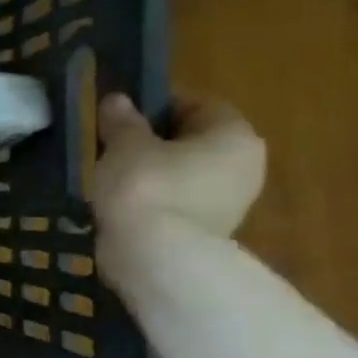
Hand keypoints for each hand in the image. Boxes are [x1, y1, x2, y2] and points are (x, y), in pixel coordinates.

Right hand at [94, 93, 264, 251]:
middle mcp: (245, 166)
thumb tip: (118, 100)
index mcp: (234, 136)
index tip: (123, 114)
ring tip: (112, 176)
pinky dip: (153, 198)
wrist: (155, 257)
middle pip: (194, 140)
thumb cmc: (146, 186)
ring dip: (152, 171)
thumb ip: (122, 120)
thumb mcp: (124, 145)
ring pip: (185, 172)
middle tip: (113, 145)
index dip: (159, 104)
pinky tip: (122, 203)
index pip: (199, 105)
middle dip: (155, 140)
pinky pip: (177, 200)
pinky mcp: (208, 230)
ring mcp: (230, 202)